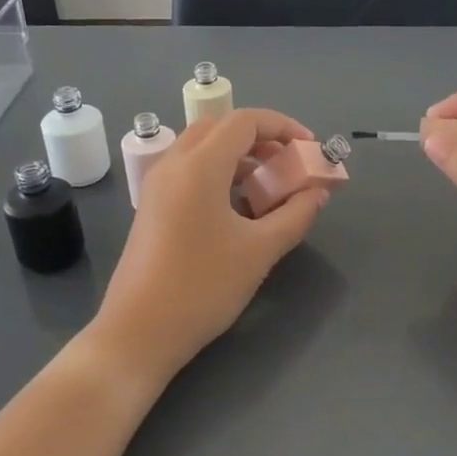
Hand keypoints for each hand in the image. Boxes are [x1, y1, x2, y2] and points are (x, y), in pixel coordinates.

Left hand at [93, 108, 330, 378]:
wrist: (138, 333)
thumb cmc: (203, 287)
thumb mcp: (259, 251)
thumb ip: (296, 214)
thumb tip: (318, 192)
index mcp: (199, 166)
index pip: (245, 121)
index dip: (283, 126)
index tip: (310, 149)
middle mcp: (173, 165)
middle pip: (220, 128)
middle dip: (260, 139)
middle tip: (288, 164)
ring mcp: (157, 186)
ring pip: (202, 149)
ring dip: (238, 157)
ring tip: (268, 187)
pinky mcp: (152, 207)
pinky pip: (189, 172)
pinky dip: (218, 174)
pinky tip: (238, 209)